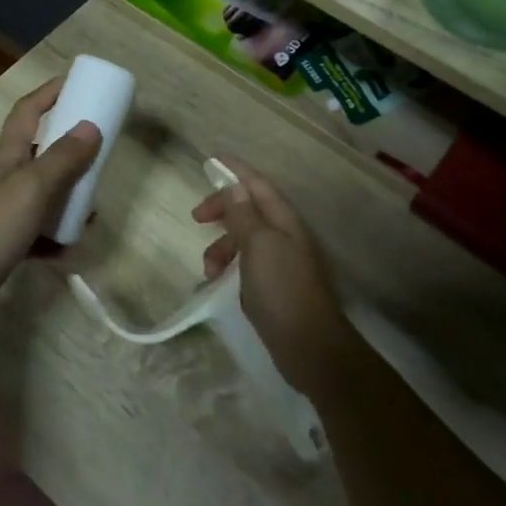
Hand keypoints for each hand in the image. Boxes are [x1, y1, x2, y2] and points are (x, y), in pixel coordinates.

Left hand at [0, 77, 101, 329]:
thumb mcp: (33, 187)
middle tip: (99, 154)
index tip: (79, 83)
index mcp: (8, 154)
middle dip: (70, 150)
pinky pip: (39, 230)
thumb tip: (92, 126)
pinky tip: (70, 249)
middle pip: (40, 150)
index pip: (29, 109)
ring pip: (44, 193)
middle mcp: (4, 175)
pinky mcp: (5, 239)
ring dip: (68, 198)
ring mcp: (3, 208)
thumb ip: (63, 158)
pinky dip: (56, 237)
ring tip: (92, 210)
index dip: (51, 92)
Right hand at [191, 157, 357, 399]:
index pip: (258, 184)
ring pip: (244, 239)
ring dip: (221, 247)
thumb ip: (244, 214)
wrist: (309, 346)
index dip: (235, 170)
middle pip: (249, 209)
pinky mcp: (274, 286)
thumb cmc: (282, 289)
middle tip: (196, 217)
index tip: (211, 160)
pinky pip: (245, 264)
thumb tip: (235, 185)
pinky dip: (228, 268)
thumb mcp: (258, 245)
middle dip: (222, 210)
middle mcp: (284, 235)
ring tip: (209, 269)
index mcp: (284, 220)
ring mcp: (280, 261)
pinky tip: (216, 284)